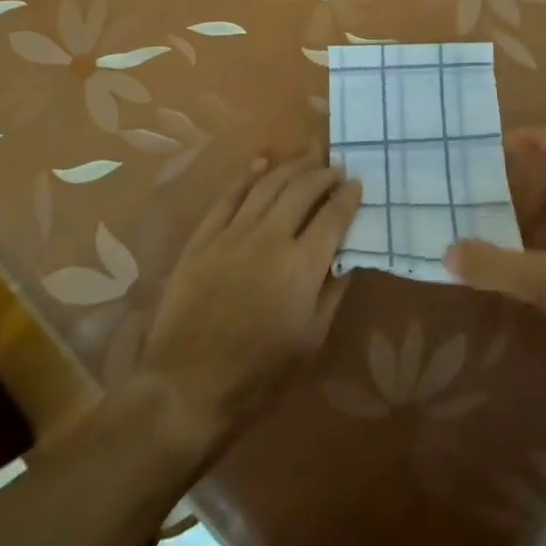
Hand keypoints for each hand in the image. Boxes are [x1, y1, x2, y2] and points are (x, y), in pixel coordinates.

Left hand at [134, 155, 361, 454]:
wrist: (188, 387)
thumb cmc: (259, 375)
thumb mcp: (311, 341)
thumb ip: (332, 292)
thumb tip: (348, 258)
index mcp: (302, 265)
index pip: (334, 216)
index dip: (348, 196)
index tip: (357, 184)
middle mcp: (270, 237)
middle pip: (302, 190)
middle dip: (324, 175)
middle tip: (336, 168)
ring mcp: (233, 234)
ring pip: (267, 185)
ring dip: (291, 167)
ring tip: (307, 158)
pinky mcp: (203, 239)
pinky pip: (228, 196)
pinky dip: (247, 176)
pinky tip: (260, 164)